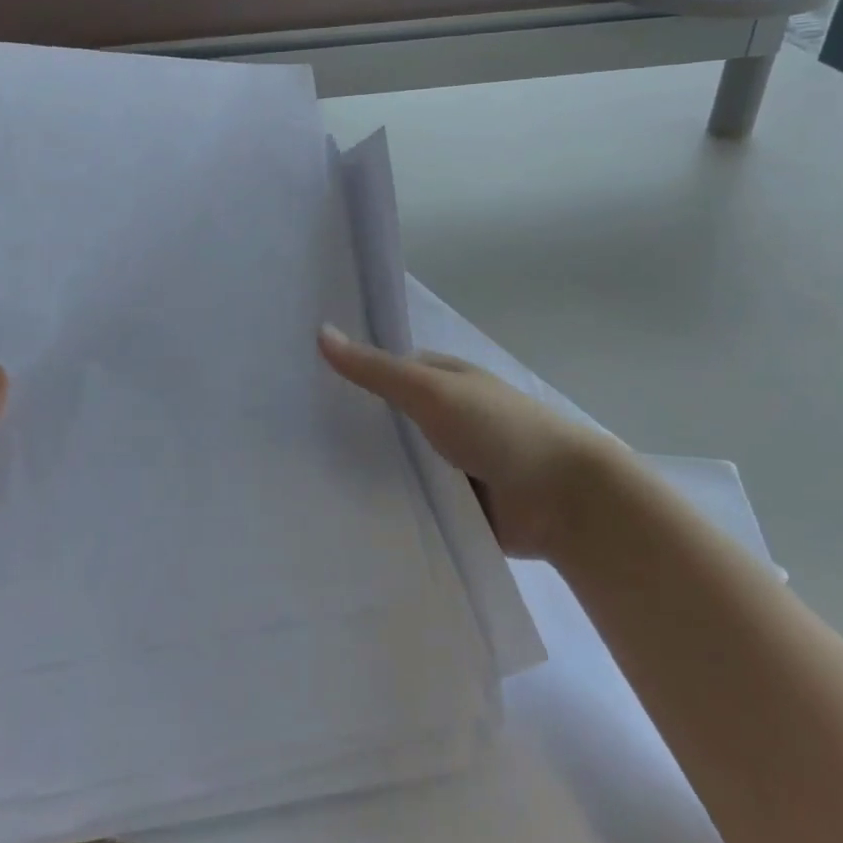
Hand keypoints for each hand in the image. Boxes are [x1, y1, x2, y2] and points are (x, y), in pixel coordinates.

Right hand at [318, 325, 635, 559]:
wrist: (563, 500)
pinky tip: (335, 509)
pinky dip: (382, 503)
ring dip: (360, 469)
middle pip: (382, 419)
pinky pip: (406, 500)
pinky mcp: (448, 504)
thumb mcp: (432, 391)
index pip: (379, 371)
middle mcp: (438, 417)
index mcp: (438, 380)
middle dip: (344, 426)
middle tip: (279, 434)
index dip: (342, 373)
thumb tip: (320, 332)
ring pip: (390, 462)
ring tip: (294, 476)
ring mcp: (443, 463)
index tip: (292, 381)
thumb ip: (376, 370)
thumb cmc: (498, 428)